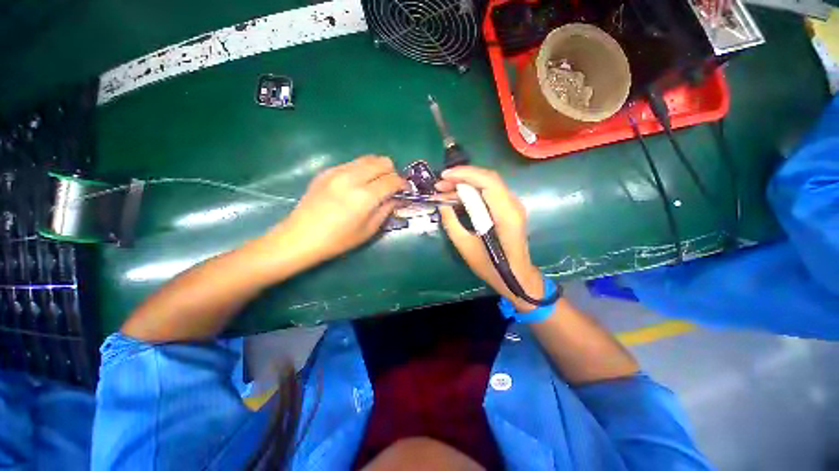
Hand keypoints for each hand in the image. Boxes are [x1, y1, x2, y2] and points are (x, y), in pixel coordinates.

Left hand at [266, 155, 405, 265]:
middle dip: (392, 172)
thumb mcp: (368, 230)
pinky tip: (357, 185)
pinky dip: (362, 170)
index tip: (405, 190)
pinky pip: (352, 163)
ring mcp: (337, 172)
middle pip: (382, 162)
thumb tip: (397, 198)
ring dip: (377, 169)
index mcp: (364, 197)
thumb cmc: (338, 240)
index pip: (392, 180)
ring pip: (368, 158)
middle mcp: (352, 178)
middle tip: (391, 187)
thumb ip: (386, 210)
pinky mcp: (326, 171)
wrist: (300, 237)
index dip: (403, 184)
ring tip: (375, 184)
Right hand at [436, 166, 543, 311]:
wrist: (516, 278)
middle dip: (462, 177)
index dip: (465, 174)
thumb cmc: (492, 267)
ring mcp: (512, 206)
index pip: (488, 181)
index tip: (444, 177)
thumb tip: (442, 204)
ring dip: (465, 183)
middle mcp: (513, 205)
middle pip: (488, 178)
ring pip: (488, 184)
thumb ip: (452, 223)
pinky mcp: (508, 210)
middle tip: (440, 185)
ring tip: (444, 190)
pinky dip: (472, 191)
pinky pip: (489, 193)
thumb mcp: (466, 247)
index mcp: (506, 215)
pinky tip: (457, 197)